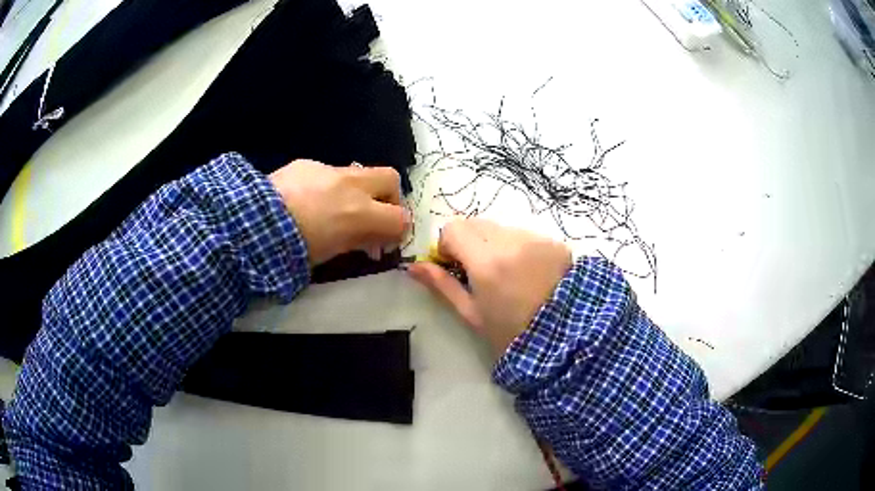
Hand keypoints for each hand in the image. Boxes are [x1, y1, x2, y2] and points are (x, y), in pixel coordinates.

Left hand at [269, 160, 408, 265]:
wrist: (253, 221)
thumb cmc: (293, 248)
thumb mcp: (332, 252)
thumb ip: (358, 241)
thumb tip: (372, 240)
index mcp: (360, 213)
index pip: (400, 218)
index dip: (398, 231)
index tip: (386, 242)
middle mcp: (351, 185)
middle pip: (391, 179)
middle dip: (389, 197)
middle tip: (374, 214)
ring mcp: (329, 170)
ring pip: (359, 172)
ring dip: (358, 190)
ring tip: (335, 208)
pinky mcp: (307, 163)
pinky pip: (328, 172)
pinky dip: (327, 186)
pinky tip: (306, 199)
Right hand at [407, 219, 571, 354]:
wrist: (567, 338)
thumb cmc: (512, 333)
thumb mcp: (472, 314)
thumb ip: (442, 285)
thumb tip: (413, 267)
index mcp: (486, 262)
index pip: (454, 228)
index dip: (448, 245)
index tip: (455, 266)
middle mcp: (511, 241)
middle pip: (476, 223)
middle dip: (470, 242)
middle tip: (479, 272)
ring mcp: (536, 238)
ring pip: (501, 227)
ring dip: (494, 243)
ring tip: (508, 274)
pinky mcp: (554, 241)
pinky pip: (525, 234)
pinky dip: (518, 247)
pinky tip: (529, 273)